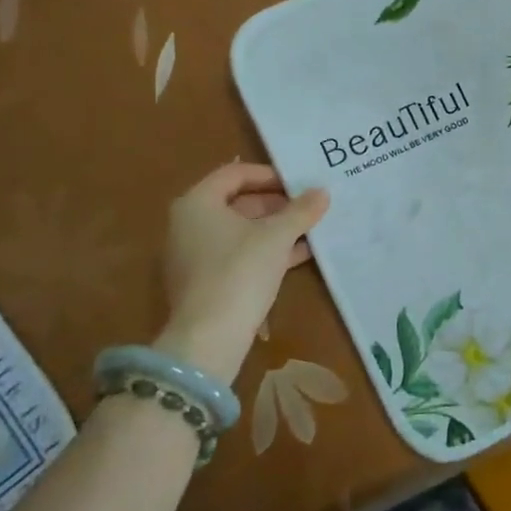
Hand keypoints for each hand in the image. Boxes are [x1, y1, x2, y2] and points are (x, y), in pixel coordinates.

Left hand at [156, 163, 328, 383]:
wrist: (210, 337)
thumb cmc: (240, 271)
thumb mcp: (277, 236)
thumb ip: (301, 211)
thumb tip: (322, 192)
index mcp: (198, 203)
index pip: (234, 173)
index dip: (269, 175)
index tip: (299, 183)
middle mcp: (189, 224)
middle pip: (237, 202)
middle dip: (276, 204)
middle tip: (308, 206)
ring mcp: (195, 255)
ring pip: (241, 231)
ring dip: (275, 228)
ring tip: (310, 229)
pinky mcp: (205, 281)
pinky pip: (239, 254)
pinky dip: (266, 250)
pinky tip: (299, 254)